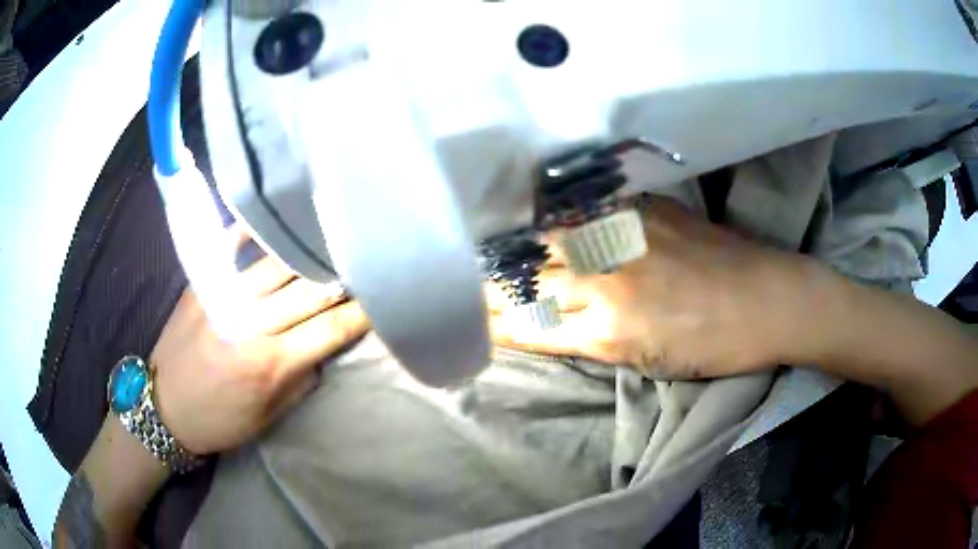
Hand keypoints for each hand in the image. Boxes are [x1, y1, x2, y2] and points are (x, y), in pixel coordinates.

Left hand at [150, 242, 368, 455]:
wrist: (164, 408)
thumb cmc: (220, 421)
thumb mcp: (268, 417)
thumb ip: (301, 381)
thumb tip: (321, 350)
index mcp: (270, 364)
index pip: (329, 331)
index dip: (360, 314)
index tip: (381, 298)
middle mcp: (250, 324)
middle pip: (309, 293)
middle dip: (341, 279)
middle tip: (364, 262)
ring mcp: (223, 297)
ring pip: (277, 265)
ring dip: (308, 252)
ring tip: (330, 238)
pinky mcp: (200, 284)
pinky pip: (229, 246)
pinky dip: (251, 230)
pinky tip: (271, 218)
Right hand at [490, 198, 813, 379]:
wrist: (768, 300)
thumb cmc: (712, 345)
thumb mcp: (646, 360)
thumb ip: (589, 338)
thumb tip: (545, 322)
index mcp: (608, 328)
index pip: (531, 321)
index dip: (495, 318)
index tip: (469, 313)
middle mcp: (607, 275)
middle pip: (532, 275)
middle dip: (495, 280)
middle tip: (467, 276)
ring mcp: (627, 234)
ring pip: (550, 238)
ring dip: (518, 246)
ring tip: (494, 247)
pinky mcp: (645, 208)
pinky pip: (585, 210)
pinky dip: (556, 217)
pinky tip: (541, 215)